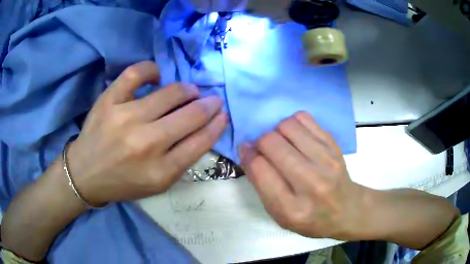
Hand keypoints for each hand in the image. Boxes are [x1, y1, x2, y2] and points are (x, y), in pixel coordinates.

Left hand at [68, 61, 227, 205]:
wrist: (85, 174)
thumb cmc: (123, 182)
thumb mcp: (157, 184)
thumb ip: (181, 161)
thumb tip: (203, 130)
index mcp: (160, 171)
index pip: (200, 142)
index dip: (217, 125)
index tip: (223, 114)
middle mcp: (146, 144)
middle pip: (190, 116)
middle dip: (209, 105)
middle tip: (212, 100)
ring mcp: (125, 118)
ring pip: (170, 93)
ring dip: (187, 90)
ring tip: (189, 92)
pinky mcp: (109, 101)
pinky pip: (136, 74)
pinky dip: (152, 70)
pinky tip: (157, 76)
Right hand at [239, 112, 367, 239]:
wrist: (347, 210)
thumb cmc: (310, 218)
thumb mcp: (280, 215)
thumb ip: (261, 185)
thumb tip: (247, 150)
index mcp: (292, 209)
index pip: (260, 170)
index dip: (247, 154)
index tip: (246, 150)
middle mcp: (311, 183)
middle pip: (272, 143)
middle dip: (260, 142)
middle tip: (264, 149)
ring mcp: (326, 161)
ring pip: (287, 126)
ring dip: (276, 131)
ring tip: (282, 143)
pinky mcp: (334, 146)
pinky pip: (304, 119)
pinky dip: (293, 124)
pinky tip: (295, 137)